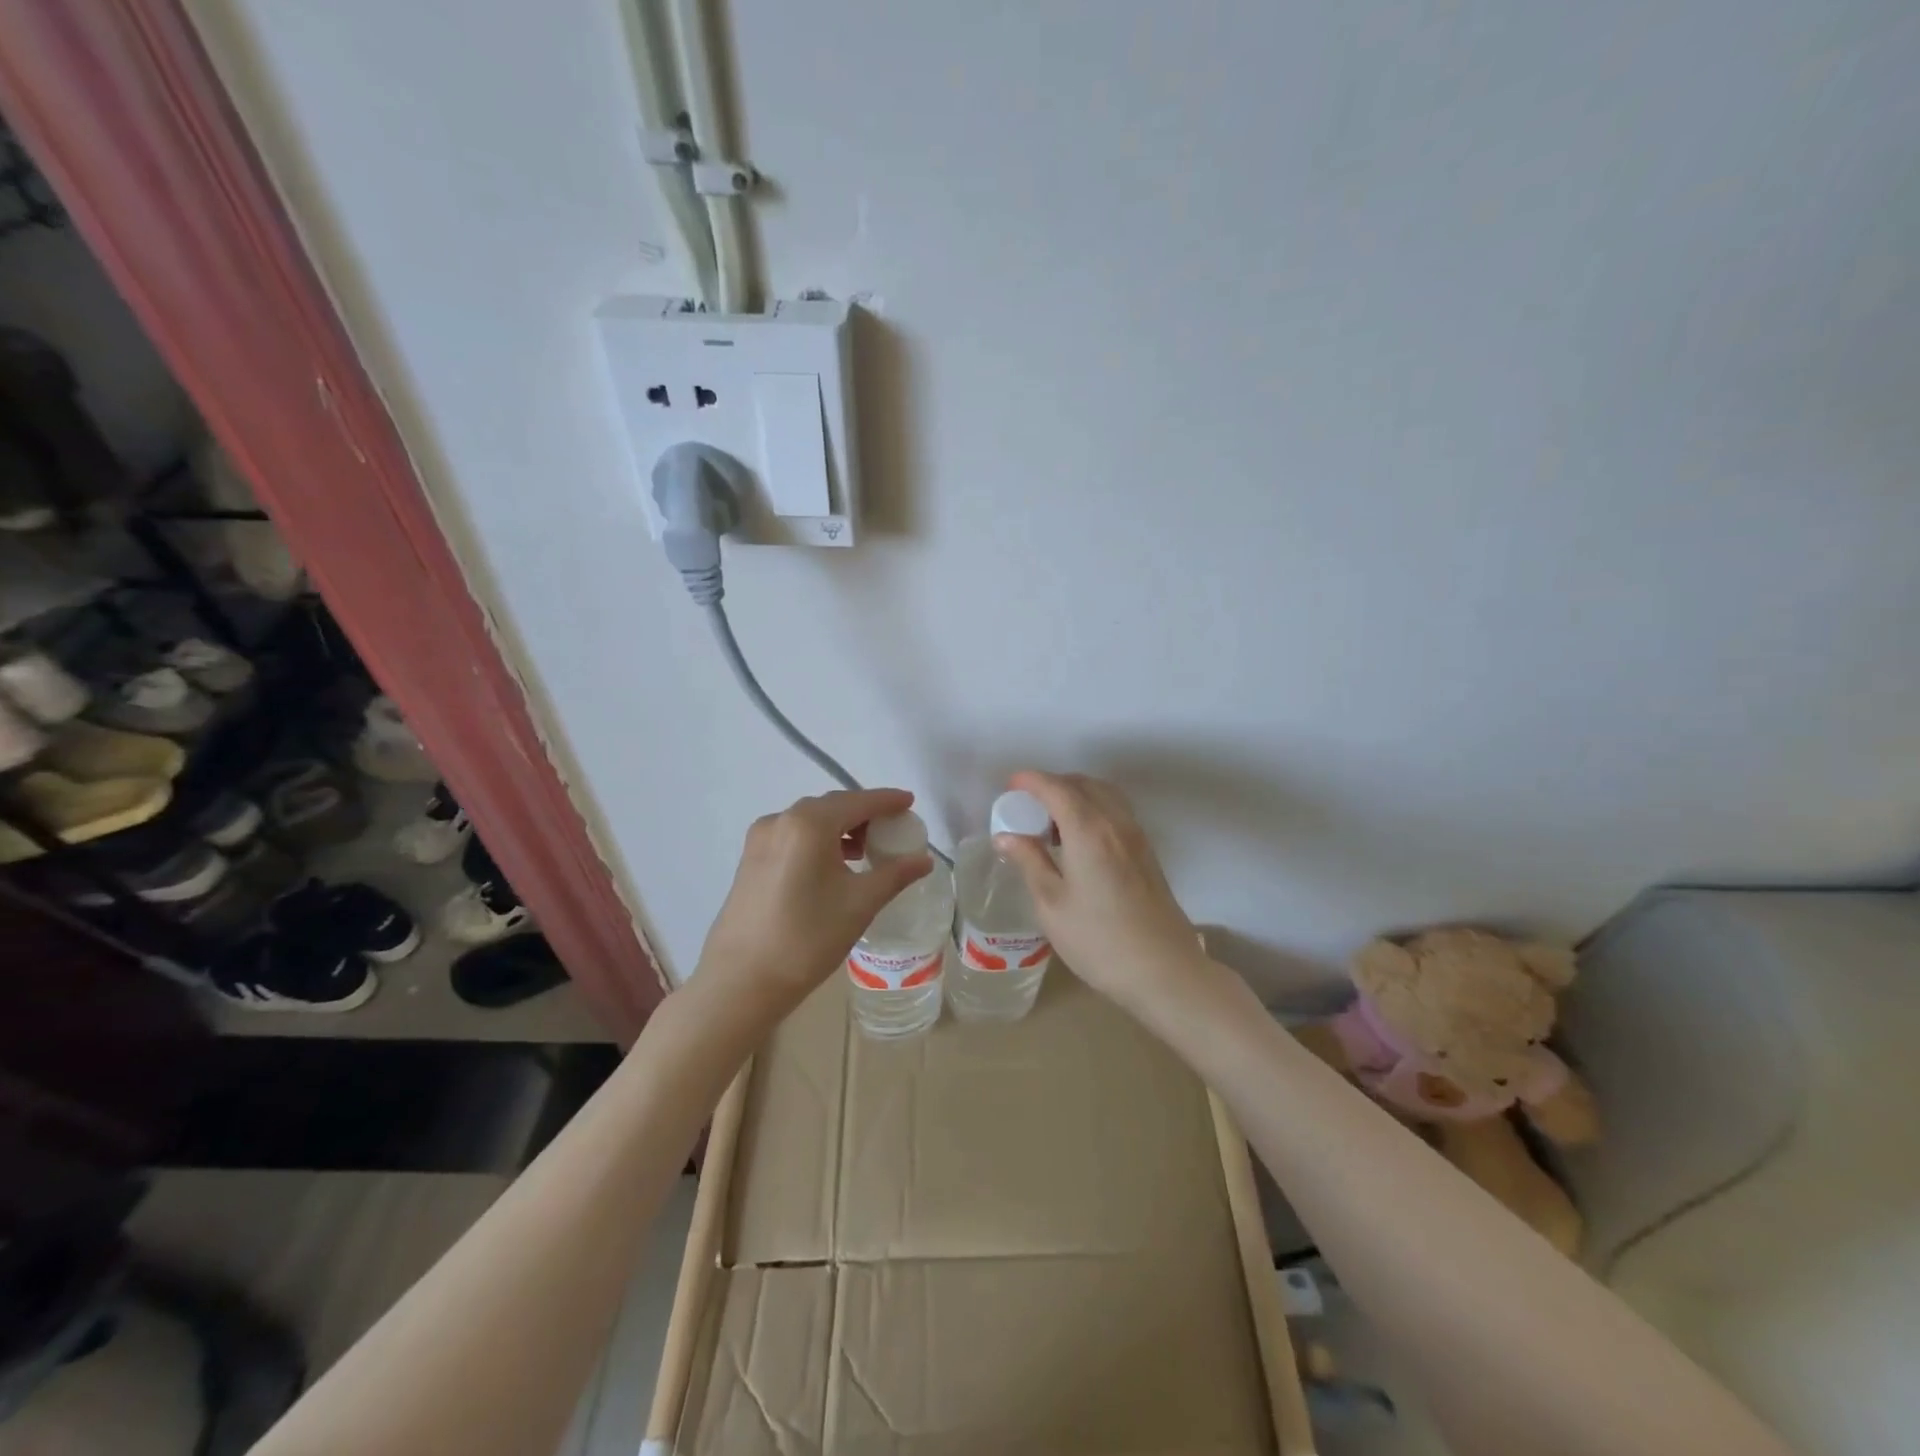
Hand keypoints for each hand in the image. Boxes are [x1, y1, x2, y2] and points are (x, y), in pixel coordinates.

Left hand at [696, 788, 931, 1010]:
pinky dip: (818, 840)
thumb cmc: (807, 938)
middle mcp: (781, 820)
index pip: (858, 801)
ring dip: (840, 828)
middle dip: (864, 813)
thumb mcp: (860, 904)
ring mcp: (760, 839)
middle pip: (832, 806)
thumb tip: (924, 860)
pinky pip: (793, 836)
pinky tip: (833, 864)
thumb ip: (895, 875)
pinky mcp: (750, 859)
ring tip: (866, 849)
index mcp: (809, 824)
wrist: (741, 981)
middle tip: (892, 828)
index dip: (887, 800)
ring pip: (810, 821)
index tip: (910, 802)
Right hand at [993, 772, 1209, 1017]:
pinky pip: (1116, 811)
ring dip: (1075, 794)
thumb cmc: (1098, 940)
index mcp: (1089, 830)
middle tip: (1026, 804)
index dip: (1031, 780)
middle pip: (1083, 784)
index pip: (1056, 789)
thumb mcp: (1052, 904)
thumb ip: (1029, 862)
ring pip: (1103, 795)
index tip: (1010, 784)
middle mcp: (1116, 822)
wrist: (1163, 971)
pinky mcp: (1147, 852)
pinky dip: (1093, 808)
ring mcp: (1136, 836)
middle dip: (1052, 785)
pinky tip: (1078, 839)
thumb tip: (1006, 837)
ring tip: (1051, 821)